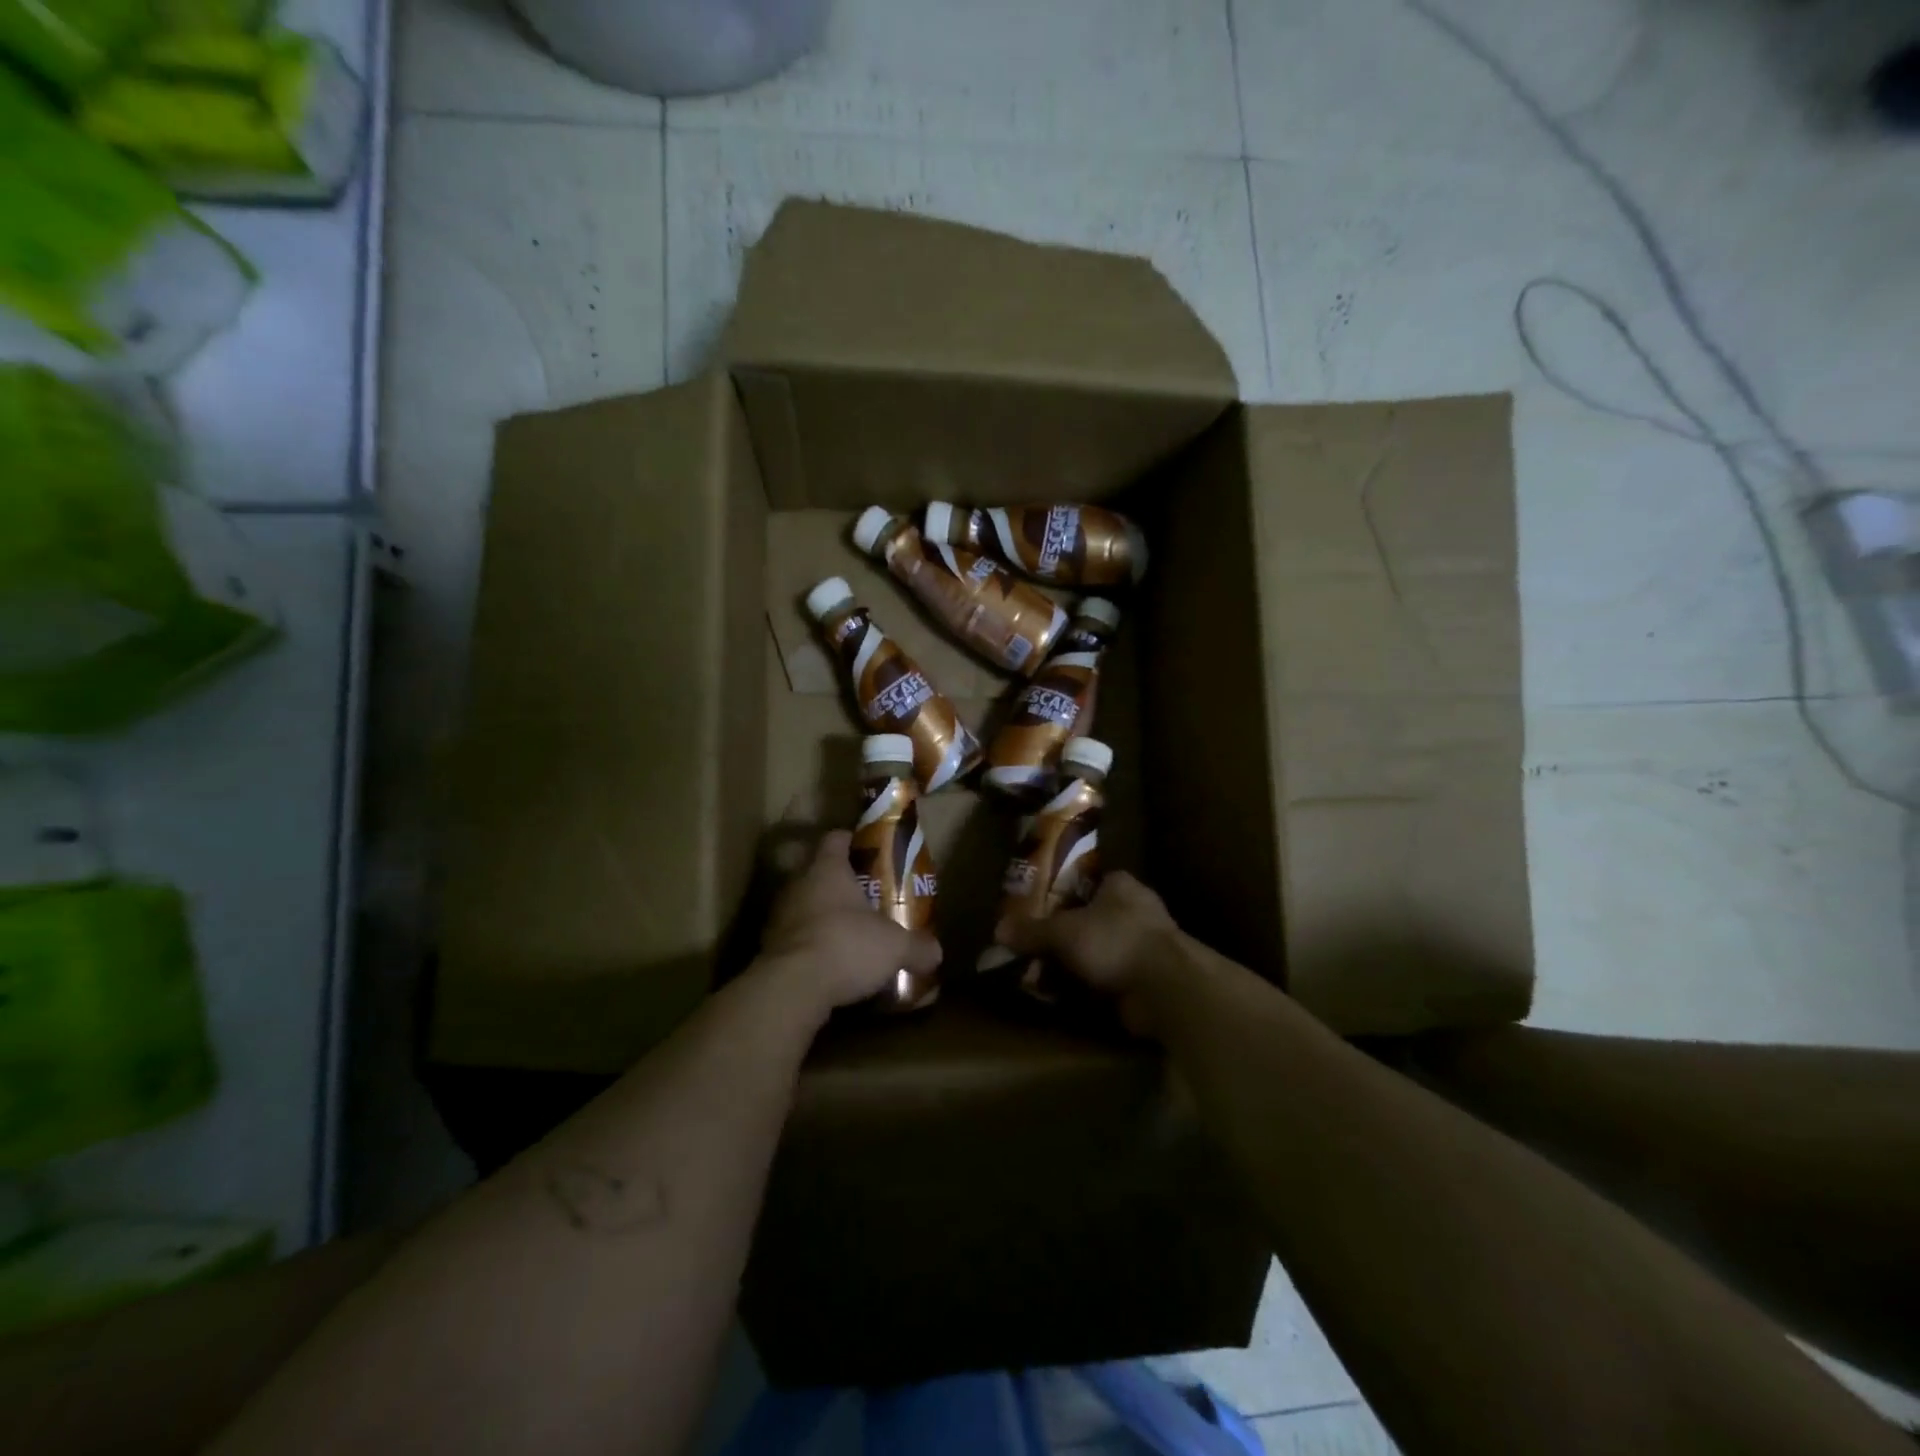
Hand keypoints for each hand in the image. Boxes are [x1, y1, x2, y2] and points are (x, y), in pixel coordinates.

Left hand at [759, 830, 942, 1018]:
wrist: (791, 989)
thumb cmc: (846, 945)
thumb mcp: (895, 946)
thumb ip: (917, 946)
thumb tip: (936, 953)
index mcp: (827, 869)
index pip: (835, 838)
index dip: (852, 841)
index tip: (869, 852)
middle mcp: (798, 885)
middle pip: (819, 873)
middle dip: (842, 885)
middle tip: (868, 899)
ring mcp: (779, 917)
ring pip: (805, 907)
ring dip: (825, 918)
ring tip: (851, 934)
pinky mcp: (769, 949)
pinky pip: (796, 939)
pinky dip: (812, 947)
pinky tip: (832, 965)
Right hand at [993, 873, 1184, 1035]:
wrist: (1165, 987)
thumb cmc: (1114, 941)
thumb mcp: (1063, 932)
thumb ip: (1032, 931)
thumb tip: (998, 930)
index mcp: (1120, 885)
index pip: (1089, 881)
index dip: (1064, 893)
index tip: (1041, 908)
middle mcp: (1137, 910)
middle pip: (1094, 917)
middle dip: (1069, 933)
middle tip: (1037, 945)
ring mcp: (1147, 945)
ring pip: (1104, 949)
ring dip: (1082, 963)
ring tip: (1047, 973)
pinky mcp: (1150, 977)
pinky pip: (1113, 977)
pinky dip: (1094, 986)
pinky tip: (1070, 995)